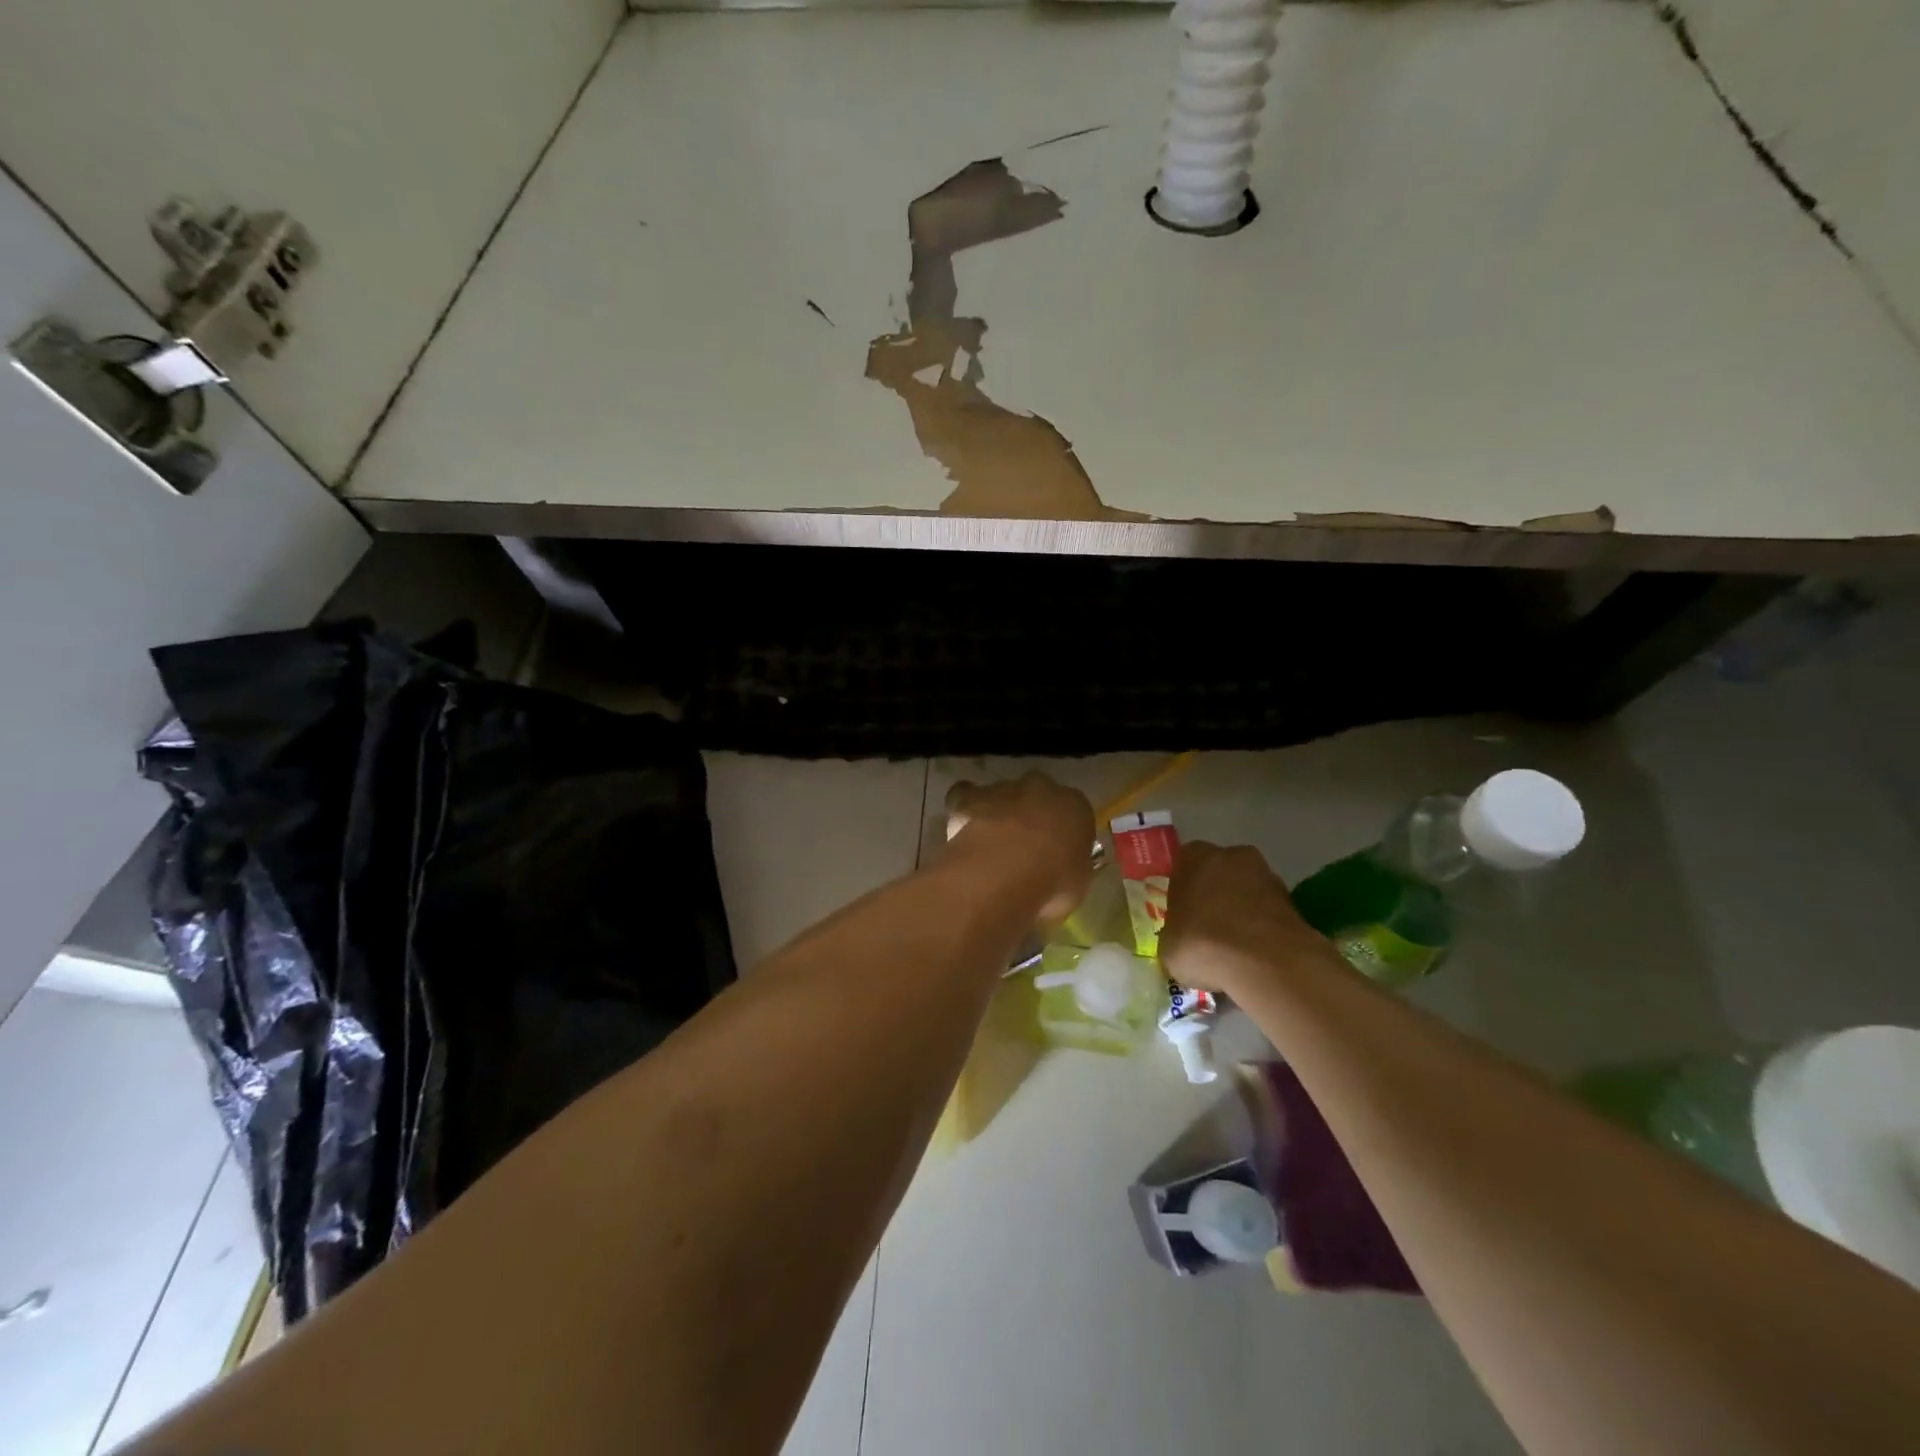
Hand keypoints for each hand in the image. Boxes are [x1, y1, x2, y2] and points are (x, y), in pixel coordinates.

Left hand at [942, 773, 1095, 923]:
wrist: (1004, 872)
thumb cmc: (1052, 883)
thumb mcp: (1077, 884)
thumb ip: (1071, 868)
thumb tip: (1062, 872)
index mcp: (1076, 806)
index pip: (1075, 813)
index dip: (1064, 833)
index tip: (1057, 854)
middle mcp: (1041, 788)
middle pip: (1038, 797)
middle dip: (1031, 816)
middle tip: (1024, 848)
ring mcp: (1003, 788)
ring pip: (1002, 795)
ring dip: (998, 813)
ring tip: (990, 846)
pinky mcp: (970, 796)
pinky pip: (966, 796)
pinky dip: (965, 809)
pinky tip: (964, 829)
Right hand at [1159, 841, 1325, 995]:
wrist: (1263, 962)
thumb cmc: (1201, 944)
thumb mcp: (1168, 945)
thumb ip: (1175, 933)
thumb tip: (1182, 940)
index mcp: (1193, 857)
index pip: (1184, 864)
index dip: (1183, 890)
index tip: (1183, 915)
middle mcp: (1230, 856)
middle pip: (1219, 873)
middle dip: (1216, 896)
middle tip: (1209, 929)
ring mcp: (1266, 874)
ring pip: (1247, 891)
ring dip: (1243, 911)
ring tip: (1235, 948)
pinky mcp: (1293, 901)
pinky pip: (1268, 912)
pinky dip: (1263, 928)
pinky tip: (1256, 955)